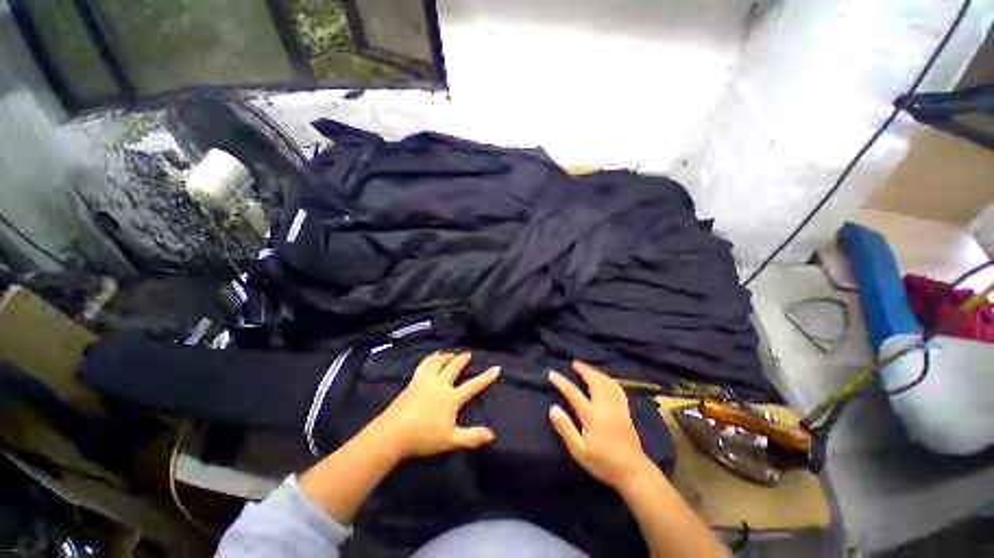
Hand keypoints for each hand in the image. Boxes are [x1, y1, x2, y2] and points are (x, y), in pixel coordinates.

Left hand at [371, 351, 499, 459]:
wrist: (393, 433)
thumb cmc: (423, 437)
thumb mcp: (451, 440)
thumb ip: (472, 437)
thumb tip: (492, 435)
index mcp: (452, 397)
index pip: (473, 385)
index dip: (486, 377)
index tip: (496, 368)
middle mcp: (440, 384)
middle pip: (454, 367)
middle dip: (462, 360)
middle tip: (467, 354)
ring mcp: (425, 381)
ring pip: (438, 362)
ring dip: (446, 356)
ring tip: (450, 353)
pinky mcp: (413, 382)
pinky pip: (423, 365)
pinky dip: (429, 358)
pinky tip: (431, 357)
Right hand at [548, 361, 654, 490]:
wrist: (633, 472)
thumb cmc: (603, 463)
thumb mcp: (579, 450)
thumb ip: (565, 428)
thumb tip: (553, 408)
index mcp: (591, 414)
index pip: (573, 393)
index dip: (561, 382)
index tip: (552, 373)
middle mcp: (605, 406)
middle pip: (594, 381)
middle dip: (583, 370)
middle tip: (574, 363)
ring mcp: (618, 407)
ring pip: (607, 382)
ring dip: (596, 372)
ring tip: (587, 368)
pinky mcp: (626, 412)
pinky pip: (618, 389)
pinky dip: (610, 380)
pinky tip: (607, 379)